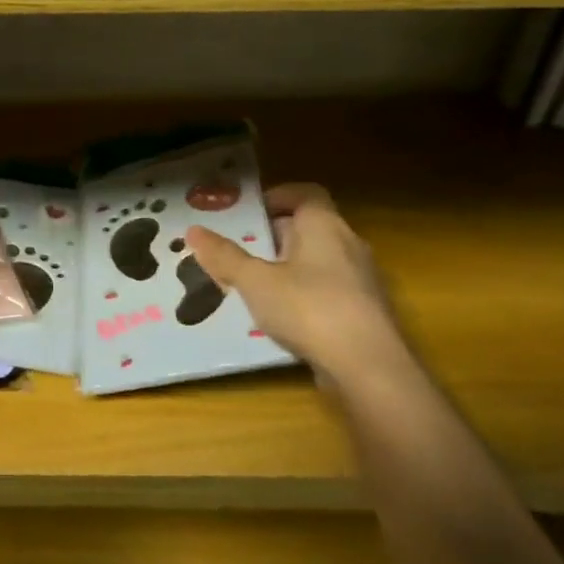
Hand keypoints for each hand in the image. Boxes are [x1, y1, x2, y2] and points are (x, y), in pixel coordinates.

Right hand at [186, 183, 408, 385]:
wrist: (370, 370)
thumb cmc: (308, 308)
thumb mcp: (255, 281)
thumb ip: (224, 256)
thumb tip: (193, 230)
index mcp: (324, 225)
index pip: (306, 193)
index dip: (278, 196)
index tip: (250, 212)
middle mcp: (349, 244)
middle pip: (310, 227)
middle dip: (275, 235)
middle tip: (242, 250)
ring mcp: (363, 281)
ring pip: (321, 261)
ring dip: (290, 268)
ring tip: (256, 286)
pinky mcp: (368, 314)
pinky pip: (331, 291)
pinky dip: (306, 296)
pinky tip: (284, 319)